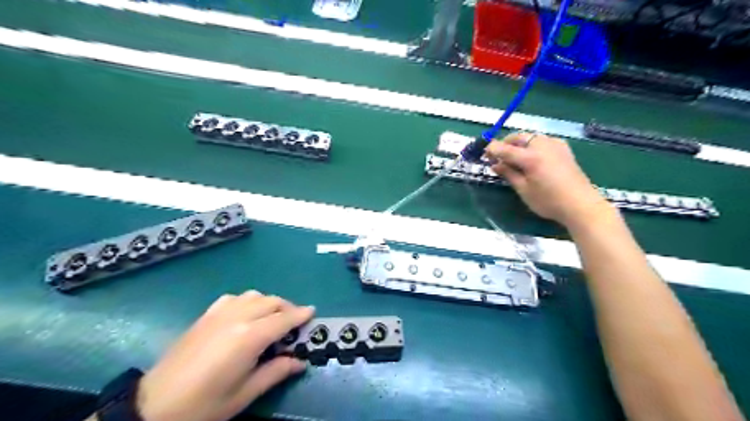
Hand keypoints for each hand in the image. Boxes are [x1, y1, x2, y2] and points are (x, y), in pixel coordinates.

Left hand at [136, 291, 314, 419]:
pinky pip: (234, 298)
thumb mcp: (245, 393)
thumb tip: (300, 362)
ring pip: (254, 295)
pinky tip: (246, 315)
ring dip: (269, 303)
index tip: (313, 312)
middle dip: (287, 308)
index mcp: (249, 337)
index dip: (301, 315)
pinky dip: (248, 301)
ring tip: (272, 318)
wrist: (153, 406)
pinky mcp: (206, 315)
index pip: (283, 319)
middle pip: (271, 302)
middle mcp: (237, 317)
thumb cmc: (204, 405)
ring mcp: (219, 313)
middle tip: (295, 322)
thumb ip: (276, 372)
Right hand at [483, 131, 610, 227]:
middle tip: (497, 156)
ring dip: (518, 143)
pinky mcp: (563, 149)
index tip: (484, 154)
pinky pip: (542, 140)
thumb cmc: (548, 201)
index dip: (492, 149)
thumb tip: (494, 164)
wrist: (581, 205)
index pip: (505, 148)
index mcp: (530, 157)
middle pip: (518, 137)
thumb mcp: (523, 190)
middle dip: (505, 144)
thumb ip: (508, 173)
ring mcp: (555, 145)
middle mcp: (542, 146)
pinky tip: (531, 156)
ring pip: (531, 137)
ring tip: (513, 157)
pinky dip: (532, 144)